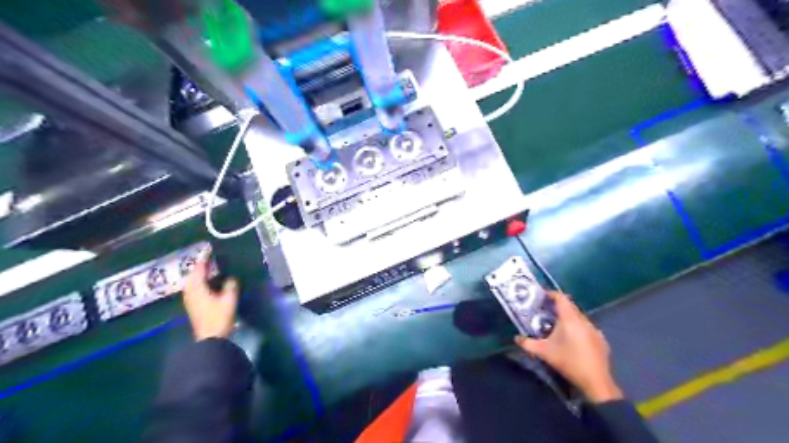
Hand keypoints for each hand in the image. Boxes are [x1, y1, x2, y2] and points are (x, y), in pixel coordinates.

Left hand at [181, 250, 238, 340]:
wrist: (210, 338)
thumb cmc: (219, 317)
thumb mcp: (229, 299)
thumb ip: (230, 285)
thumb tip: (231, 278)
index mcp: (197, 287)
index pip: (199, 268)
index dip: (204, 258)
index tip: (208, 249)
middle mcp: (190, 291)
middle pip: (193, 274)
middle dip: (200, 265)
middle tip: (209, 256)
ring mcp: (190, 298)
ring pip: (192, 281)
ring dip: (199, 273)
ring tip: (209, 267)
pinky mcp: (193, 304)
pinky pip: (194, 286)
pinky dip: (199, 280)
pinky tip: (207, 281)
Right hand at [519, 292, 621, 401]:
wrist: (595, 382)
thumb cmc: (568, 362)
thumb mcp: (544, 352)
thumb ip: (528, 343)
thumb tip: (516, 338)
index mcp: (570, 319)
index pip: (561, 298)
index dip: (552, 294)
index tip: (542, 295)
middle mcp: (583, 321)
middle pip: (570, 306)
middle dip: (559, 306)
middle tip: (547, 310)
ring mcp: (595, 330)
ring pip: (579, 317)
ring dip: (569, 318)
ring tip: (558, 326)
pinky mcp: (601, 340)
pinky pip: (587, 328)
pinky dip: (578, 329)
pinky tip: (573, 340)